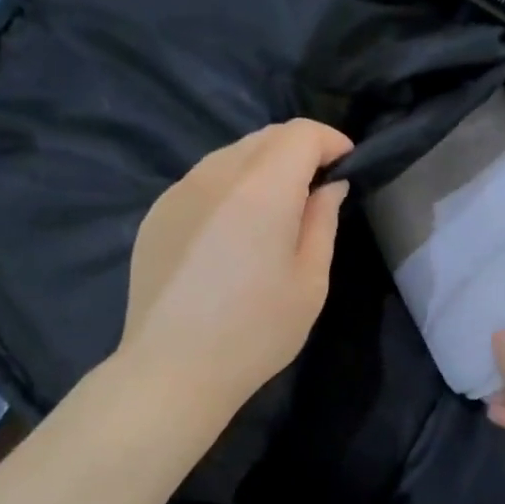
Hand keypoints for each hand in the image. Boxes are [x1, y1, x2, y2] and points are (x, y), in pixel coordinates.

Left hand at [121, 119, 353, 421]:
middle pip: (264, 137)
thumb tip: (328, 186)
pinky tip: (233, 231)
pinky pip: (203, 180)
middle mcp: (215, 176)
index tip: (347, 164)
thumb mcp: (310, 282)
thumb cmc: (256, 332)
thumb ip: (323, 222)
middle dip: (298, 150)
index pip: (300, 134)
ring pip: (230, 155)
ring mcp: (179, 192)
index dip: (330, 140)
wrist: (173, 369)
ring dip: (262, 167)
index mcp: (261, 190)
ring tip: (275, 210)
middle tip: (316, 189)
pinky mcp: (157, 213)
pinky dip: (230, 187)